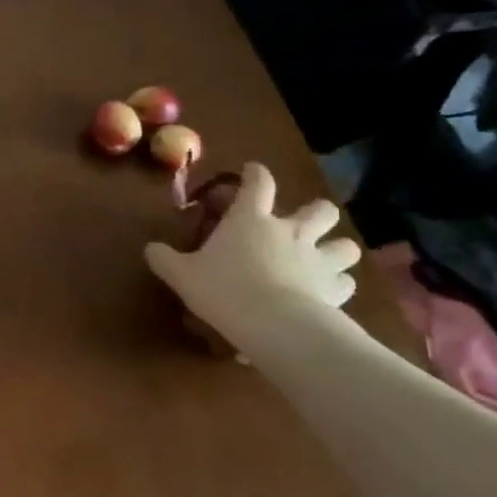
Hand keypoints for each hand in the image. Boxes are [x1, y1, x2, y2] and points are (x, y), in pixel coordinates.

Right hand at [144, 163, 360, 346]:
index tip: (251, 172)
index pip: (259, 182)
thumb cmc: (224, 288)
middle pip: (319, 210)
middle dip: (315, 213)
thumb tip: (151, 249)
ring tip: (323, 259)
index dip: (255, 173)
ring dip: (336, 249)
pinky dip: (338, 285)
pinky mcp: (336, 291)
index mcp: (251, 219)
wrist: (274, 324)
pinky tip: (326, 294)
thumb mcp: (181, 274)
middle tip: (300, 225)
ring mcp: (318, 260)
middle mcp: (290, 232)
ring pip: (345, 246)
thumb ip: (164, 258)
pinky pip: (345, 282)